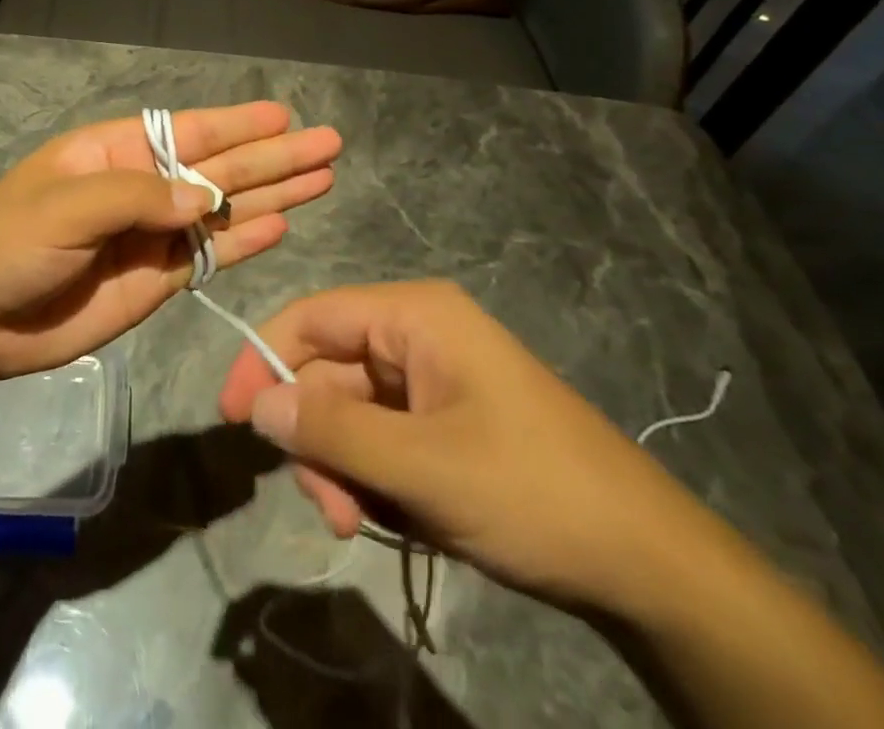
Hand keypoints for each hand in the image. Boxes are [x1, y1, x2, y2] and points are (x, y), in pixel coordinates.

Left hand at [0, 102, 340, 379]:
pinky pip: (210, 256)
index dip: (237, 125)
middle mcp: (143, 188)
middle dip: (273, 157)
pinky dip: (245, 242)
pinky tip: (282, 225)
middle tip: (329, 143)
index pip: (189, 132)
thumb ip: (136, 198)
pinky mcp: (157, 280)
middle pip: (220, 168)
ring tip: (323, 178)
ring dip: (272, 194)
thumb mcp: (64, 206)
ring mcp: (153, 235)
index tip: (284, 117)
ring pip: (225, 209)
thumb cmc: (9, 243)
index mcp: (116, 153)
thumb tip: (206, 198)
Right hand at [217, 280, 720, 615]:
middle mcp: (418, 337)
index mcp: (414, 316)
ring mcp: (433, 382)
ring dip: (341, 469)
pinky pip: (381, 440)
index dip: (263, 359)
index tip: (232, 418)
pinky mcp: (445, 424)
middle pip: (329, 374)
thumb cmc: (533, 493)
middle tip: (328, 511)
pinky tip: (390, 521)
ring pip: (351, 414)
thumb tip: (256, 403)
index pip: (312, 318)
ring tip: (358, 524)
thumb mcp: (423, 466)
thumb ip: (332, 431)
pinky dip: (371, 480)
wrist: (651, 566)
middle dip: (316, 440)